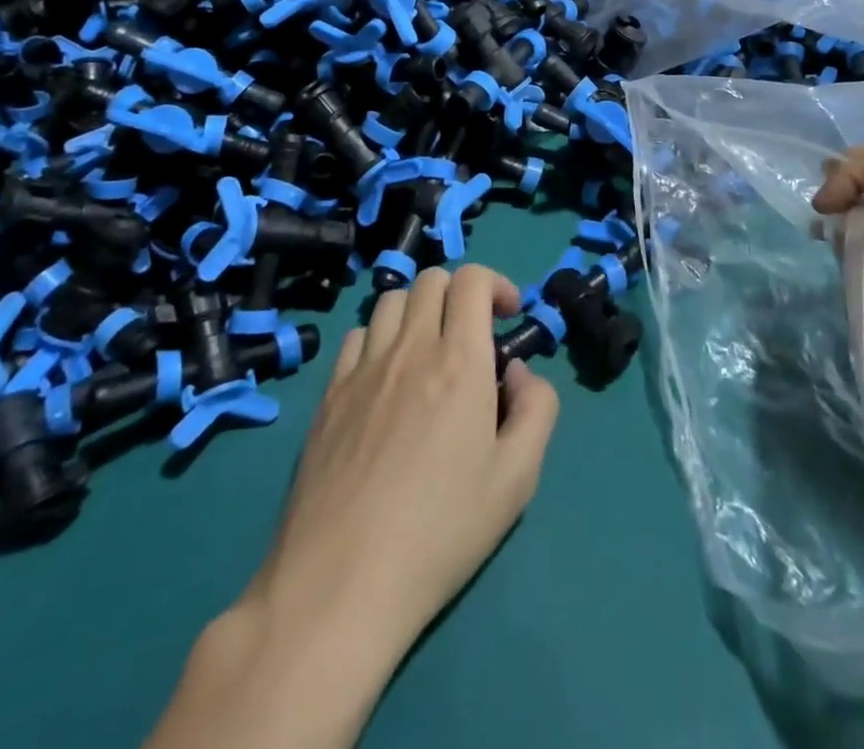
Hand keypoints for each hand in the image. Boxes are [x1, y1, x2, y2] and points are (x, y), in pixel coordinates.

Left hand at [255, 265, 559, 646]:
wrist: (339, 585)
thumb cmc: (440, 532)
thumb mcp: (517, 479)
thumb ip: (536, 409)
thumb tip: (517, 372)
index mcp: (459, 361)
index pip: (472, 279)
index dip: (497, 284)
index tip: (509, 315)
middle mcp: (409, 348)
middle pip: (431, 279)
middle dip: (461, 293)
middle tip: (473, 334)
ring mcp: (361, 369)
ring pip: (391, 301)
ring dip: (419, 310)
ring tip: (429, 352)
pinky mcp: (327, 395)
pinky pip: (356, 337)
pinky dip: (379, 339)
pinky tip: (385, 380)